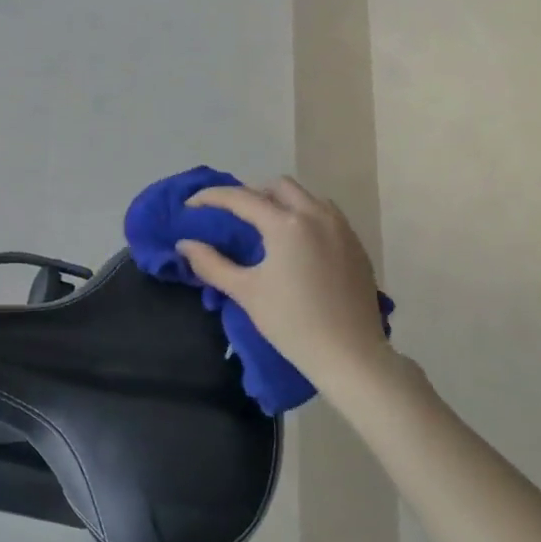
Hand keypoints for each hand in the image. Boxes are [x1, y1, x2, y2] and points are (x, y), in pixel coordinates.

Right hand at [177, 177, 395, 390]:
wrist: (349, 355)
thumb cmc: (292, 322)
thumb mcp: (245, 292)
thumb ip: (211, 264)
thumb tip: (185, 245)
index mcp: (286, 224)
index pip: (241, 198)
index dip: (211, 197)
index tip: (190, 205)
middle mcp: (317, 215)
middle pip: (278, 186)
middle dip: (250, 194)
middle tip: (231, 217)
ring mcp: (342, 228)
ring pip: (306, 197)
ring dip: (280, 202)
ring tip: (264, 227)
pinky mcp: (356, 245)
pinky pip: (326, 215)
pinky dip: (304, 217)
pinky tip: (295, 244)